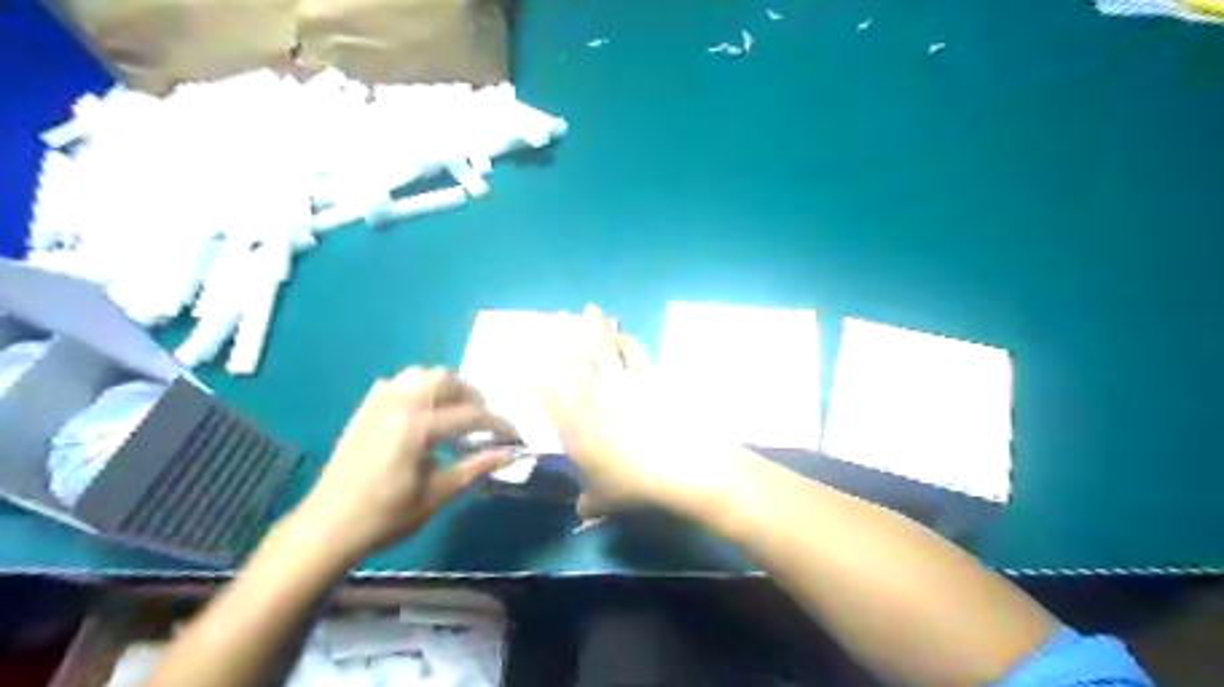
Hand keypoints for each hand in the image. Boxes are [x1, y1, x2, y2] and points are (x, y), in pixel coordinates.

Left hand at [292, 367, 513, 567]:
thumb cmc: (387, 516)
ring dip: (445, 389)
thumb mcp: (438, 493)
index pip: (471, 415)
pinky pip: (398, 384)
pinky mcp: (365, 409)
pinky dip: (419, 390)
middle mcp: (399, 404)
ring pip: (421, 375)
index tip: (515, 437)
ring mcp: (378, 403)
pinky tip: (422, 415)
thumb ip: (476, 467)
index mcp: (418, 426)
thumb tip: (511, 454)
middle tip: (483, 422)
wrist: (328, 527)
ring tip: (455, 414)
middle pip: (446, 380)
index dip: (499, 425)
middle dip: (472, 397)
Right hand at [545, 306, 744, 519]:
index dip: (532, 370)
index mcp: (571, 418)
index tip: (524, 356)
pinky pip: (634, 351)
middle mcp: (591, 392)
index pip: (544, 388)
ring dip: (594, 326)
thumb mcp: (602, 498)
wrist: (678, 465)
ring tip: (590, 309)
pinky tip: (625, 334)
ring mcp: (621, 380)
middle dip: (564, 332)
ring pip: (603, 345)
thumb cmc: (630, 484)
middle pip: (573, 354)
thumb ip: (588, 500)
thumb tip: (581, 511)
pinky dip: (627, 340)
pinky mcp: (649, 377)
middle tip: (559, 315)